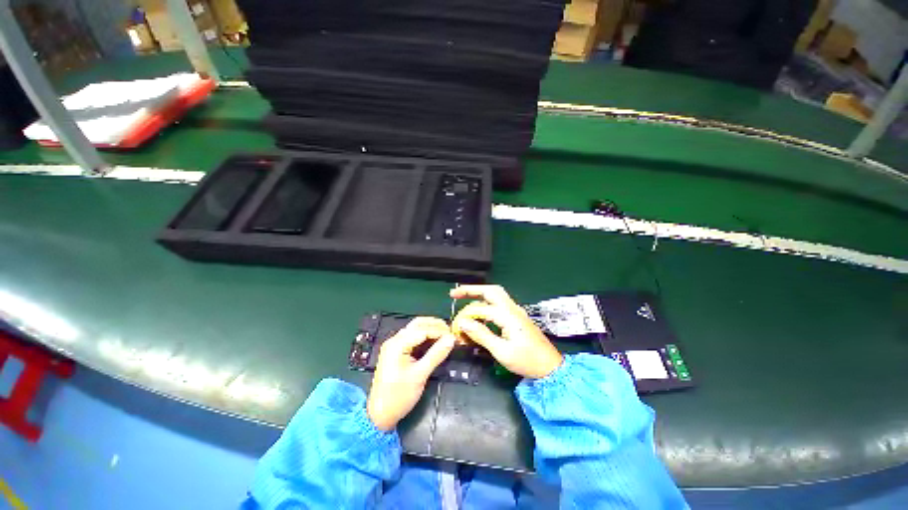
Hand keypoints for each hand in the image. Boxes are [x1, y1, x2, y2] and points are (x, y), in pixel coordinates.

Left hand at [366, 317, 455, 430]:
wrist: (380, 415)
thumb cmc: (399, 396)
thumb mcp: (420, 375)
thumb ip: (436, 354)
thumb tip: (451, 339)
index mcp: (397, 344)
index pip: (422, 330)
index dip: (439, 331)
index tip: (454, 336)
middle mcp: (394, 340)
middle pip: (417, 324)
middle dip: (435, 325)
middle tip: (450, 332)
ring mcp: (394, 345)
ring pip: (415, 329)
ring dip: (430, 329)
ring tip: (445, 335)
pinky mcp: (396, 351)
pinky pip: (413, 337)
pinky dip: (425, 336)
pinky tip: (435, 341)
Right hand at [451, 285, 562, 379]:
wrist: (551, 367)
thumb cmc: (527, 361)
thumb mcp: (502, 352)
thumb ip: (482, 335)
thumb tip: (463, 323)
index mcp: (508, 315)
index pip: (481, 309)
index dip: (466, 316)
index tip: (456, 326)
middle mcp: (512, 308)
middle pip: (491, 290)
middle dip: (472, 289)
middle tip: (455, 293)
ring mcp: (516, 311)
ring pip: (496, 294)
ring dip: (479, 293)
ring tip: (464, 297)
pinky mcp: (517, 316)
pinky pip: (499, 303)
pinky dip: (486, 302)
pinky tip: (479, 311)